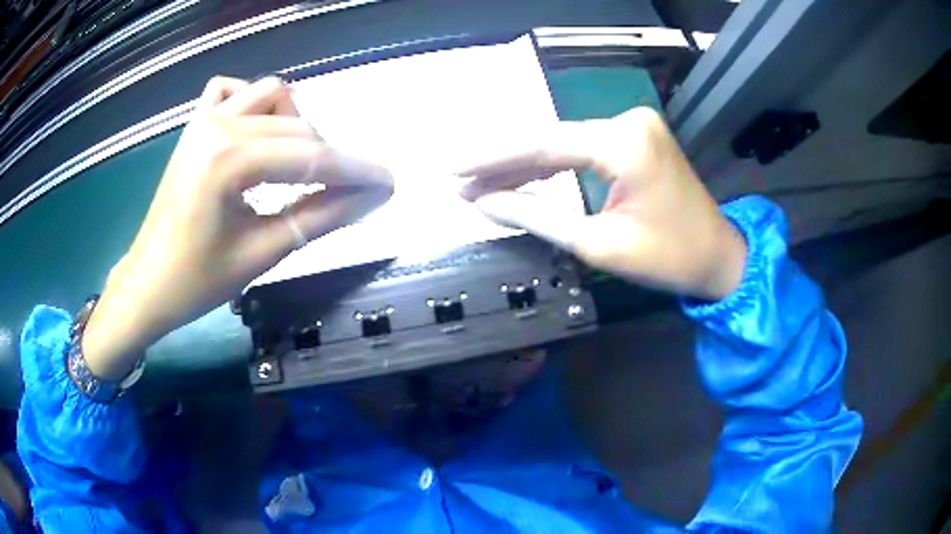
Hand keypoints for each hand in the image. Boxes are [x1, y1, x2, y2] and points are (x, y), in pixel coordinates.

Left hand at [83, 76, 392, 378]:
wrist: (148, 283)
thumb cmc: (197, 281)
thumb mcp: (263, 252)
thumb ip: (321, 217)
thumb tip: (372, 197)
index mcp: (229, 159)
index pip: (311, 157)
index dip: (355, 170)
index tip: (390, 182)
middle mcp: (219, 124)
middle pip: (298, 127)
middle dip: (329, 157)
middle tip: (343, 192)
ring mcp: (204, 119)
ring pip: (272, 94)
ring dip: (296, 123)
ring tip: (295, 164)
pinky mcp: (194, 124)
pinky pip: (231, 90)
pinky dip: (253, 102)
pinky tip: (256, 131)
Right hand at [459, 107, 745, 299]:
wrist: (718, 256)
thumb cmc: (667, 258)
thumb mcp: (598, 244)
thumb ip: (536, 216)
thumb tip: (484, 203)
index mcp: (624, 143)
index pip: (543, 145)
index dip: (492, 159)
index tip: (453, 170)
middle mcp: (628, 121)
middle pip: (550, 140)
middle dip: (503, 163)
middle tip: (459, 180)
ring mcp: (633, 125)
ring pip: (563, 143)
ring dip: (523, 165)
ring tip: (479, 183)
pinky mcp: (635, 137)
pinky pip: (582, 148)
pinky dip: (551, 166)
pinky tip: (519, 178)